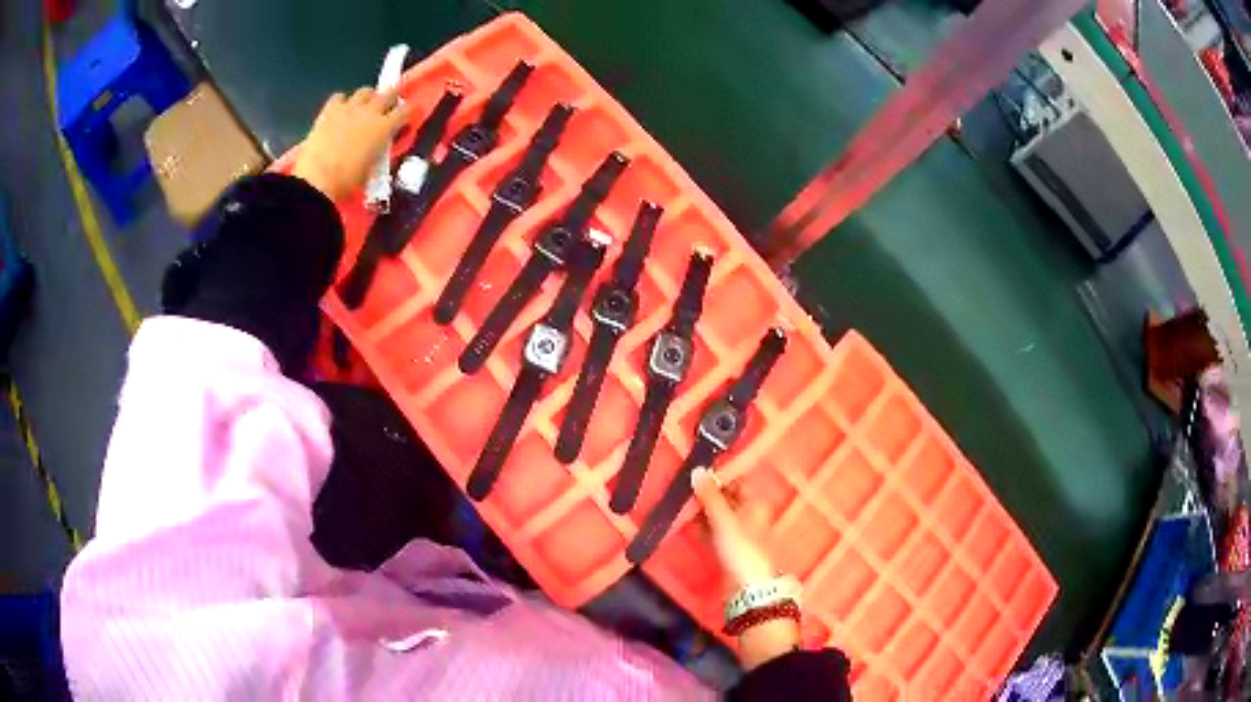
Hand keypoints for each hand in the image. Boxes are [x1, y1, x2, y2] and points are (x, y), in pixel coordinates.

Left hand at [292, 87, 412, 200]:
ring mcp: (349, 108)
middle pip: (388, 93)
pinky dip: (342, 101)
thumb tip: (379, 146)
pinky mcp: (329, 110)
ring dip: (369, 97)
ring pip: (365, 91)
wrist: (317, 181)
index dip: (410, 112)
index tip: (408, 116)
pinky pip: (339, 97)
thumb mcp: (372, 168)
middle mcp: (370, 111)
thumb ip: (379, 151)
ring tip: (365, 106)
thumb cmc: (347, 181)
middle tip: (389, 106)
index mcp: (385, 127)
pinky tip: (341, 110)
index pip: (406, 111)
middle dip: (392, 98)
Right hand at [692, 467, 800, 669]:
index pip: (737, 480)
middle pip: (726, 497)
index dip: (719, 474)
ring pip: (717, 514)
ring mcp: (738, 532)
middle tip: (682, 486)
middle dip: (706, 492)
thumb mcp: (725, 520)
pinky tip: (684, 523)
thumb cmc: (742, 549)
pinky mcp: (728, 548)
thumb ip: (710, 496)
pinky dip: (700, 525)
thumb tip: (698, 469)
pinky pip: (712, 530)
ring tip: (680, 502)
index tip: (696, 469)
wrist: (748, 588)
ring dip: (701, 509)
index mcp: (755, 503)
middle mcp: (748, 515)